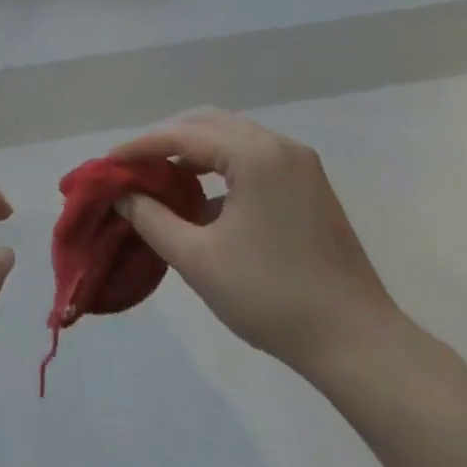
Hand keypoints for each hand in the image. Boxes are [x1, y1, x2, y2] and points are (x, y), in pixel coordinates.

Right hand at [111, 109, 400, 376]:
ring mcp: (299, 163)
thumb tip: (122, 195)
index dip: (141, 146)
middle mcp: (279, 145)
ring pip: (231, 136)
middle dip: (166, 140)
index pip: (183, 134)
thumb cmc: (272, 297)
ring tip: (160, 177)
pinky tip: (202, 198)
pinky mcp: (309, 184)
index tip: (108, 162)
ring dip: (193, 150)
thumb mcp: (198, 260)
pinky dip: (220, 165)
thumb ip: (152, 219)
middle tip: (132, 166)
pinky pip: (252, 156)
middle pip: (208, 123)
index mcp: (255, 155)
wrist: (357, 343)